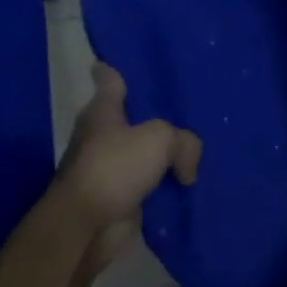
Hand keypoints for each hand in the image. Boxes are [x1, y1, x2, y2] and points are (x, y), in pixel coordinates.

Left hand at [54, 64, 201, 261]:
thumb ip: (183, 141)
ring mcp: (110, 168)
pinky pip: (150, 185)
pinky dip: (166, 185)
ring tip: (199, 148)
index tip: (133, 60)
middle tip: (188, 108)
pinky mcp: (120, 198)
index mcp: (103, 110)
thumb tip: (186, 169)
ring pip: (144, 153)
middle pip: (132, 117)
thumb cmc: (115, 168)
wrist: (87, 226)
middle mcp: (102, 135)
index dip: (120, 67)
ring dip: (164, 155)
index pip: (110, 78)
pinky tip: (191, 182)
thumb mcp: (159, 139)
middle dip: (155, 115)